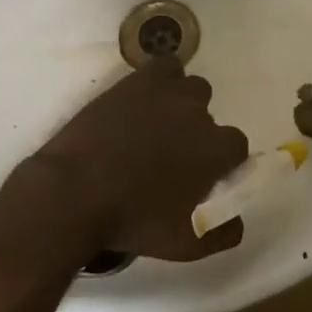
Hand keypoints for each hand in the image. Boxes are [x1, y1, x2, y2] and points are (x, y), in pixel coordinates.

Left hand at [29, 58, 250, 261]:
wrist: (74, 193)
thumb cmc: (133, 221)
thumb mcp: (187, 244)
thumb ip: (223, 232)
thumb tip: (235, 219)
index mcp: (215, 150)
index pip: (236, 146)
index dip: (221, 161)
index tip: (203, 177)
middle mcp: (198, 114)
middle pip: (210, 115)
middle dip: (197, 133)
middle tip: (173, 156)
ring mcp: (165, 93)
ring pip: (190, 87)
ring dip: (182, 104)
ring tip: (158, 126)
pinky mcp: (135, 83)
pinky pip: (163, 67)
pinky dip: (163, 79)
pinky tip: (147, 99)